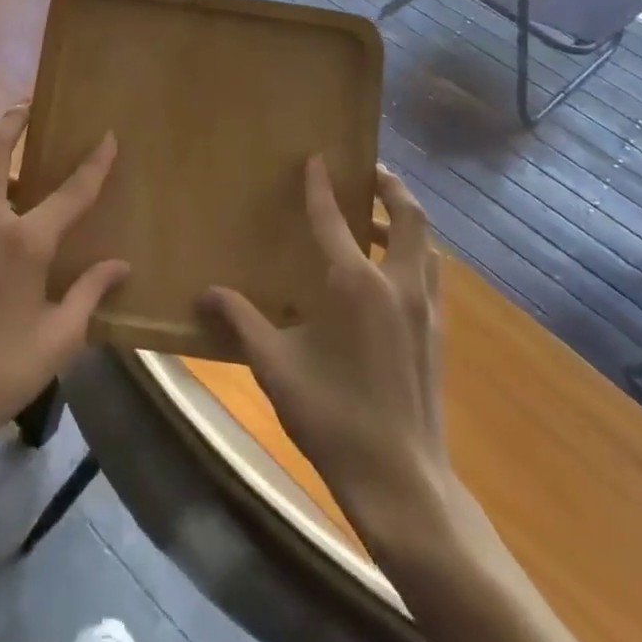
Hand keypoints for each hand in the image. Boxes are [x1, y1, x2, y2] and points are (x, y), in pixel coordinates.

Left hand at [0, 105, 128, 457]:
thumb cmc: (0, 372)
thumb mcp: (59, 338)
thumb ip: (90, 293)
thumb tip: (120, 265)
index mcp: (24, 243)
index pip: (69, 191)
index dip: (93, 162)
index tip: (107, 135)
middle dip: (10, 121)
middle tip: (27, 104)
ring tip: (12, 163)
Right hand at [201, 160, 446, 551]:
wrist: (402, 482)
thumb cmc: (334, 417)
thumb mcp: (276, 366)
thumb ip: (241, 321)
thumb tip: (204, 294)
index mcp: (356, 285)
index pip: (334, 219)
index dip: (321, 186)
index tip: (317, 158)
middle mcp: (397, 284)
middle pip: (408, 216)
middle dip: (391, 187)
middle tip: (370, 173)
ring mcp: (425, 309)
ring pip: (425, 245)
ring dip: (404, 222)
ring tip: (375, 221)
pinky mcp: (437, 333)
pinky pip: (429, 274)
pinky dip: (412, 255)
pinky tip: (386, 277)